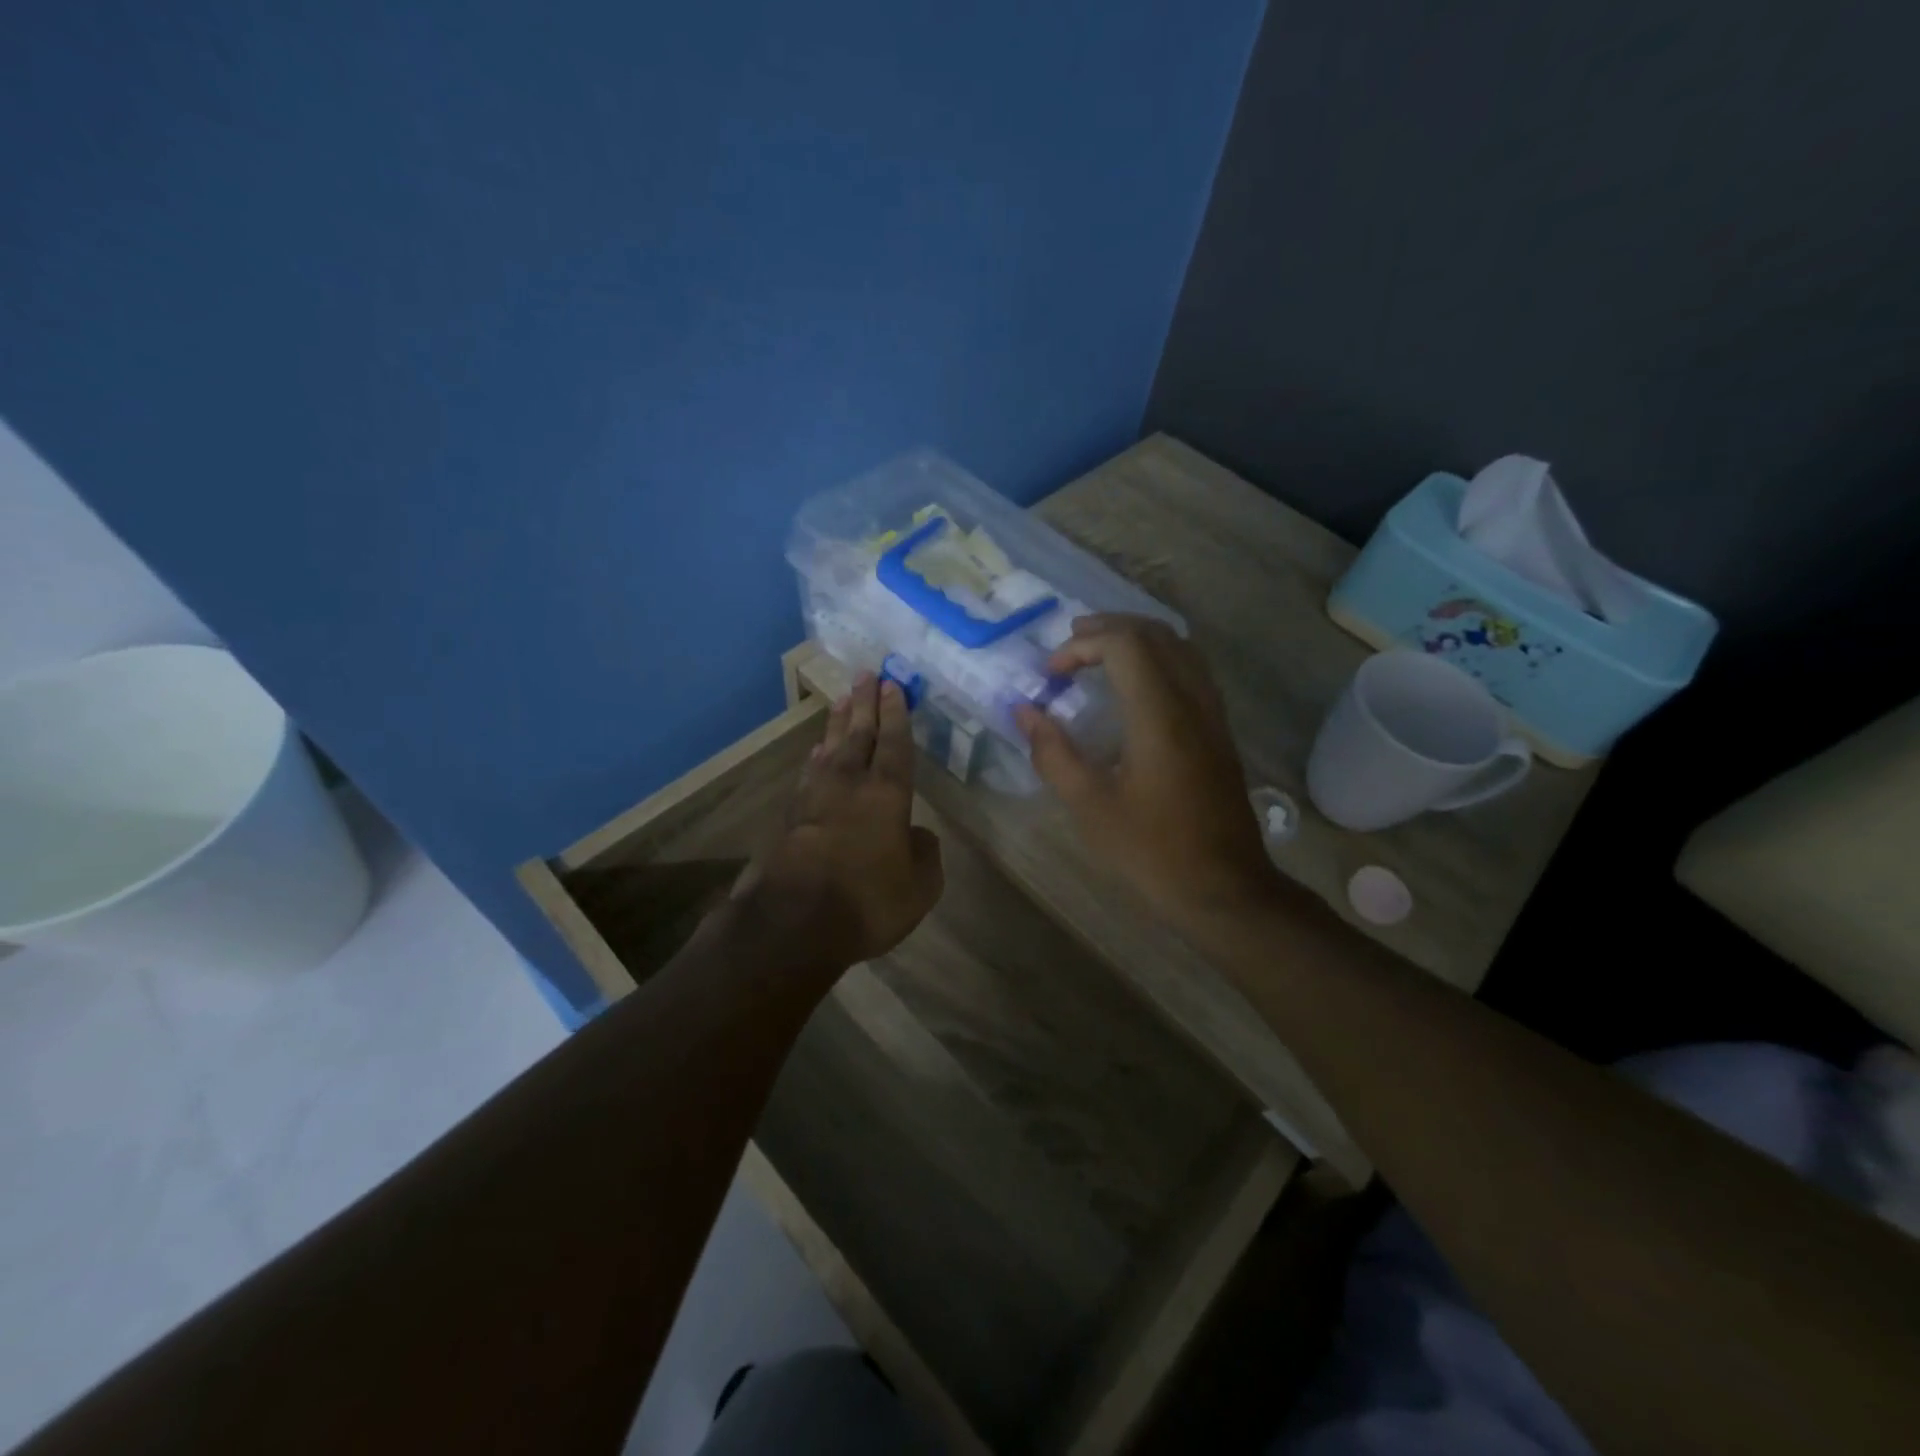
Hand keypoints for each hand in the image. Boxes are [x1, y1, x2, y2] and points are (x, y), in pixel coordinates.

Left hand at [738, 673, 943, 970]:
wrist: (794, 922)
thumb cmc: (868, 901)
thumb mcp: (919, 887)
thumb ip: (925, 855)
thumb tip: (919, 835)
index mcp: (887, 795)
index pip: (894, 744)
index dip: (895, 714)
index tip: (892, 685)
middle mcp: (850, 785)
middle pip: (859, 734)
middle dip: (865, 703)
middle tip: (866, 674)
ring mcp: (815, 798)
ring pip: (830, 748)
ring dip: (838, 723)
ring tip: (842, 701)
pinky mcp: (790, 816)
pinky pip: (809, 774)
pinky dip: (816, 758)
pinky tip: (816, 752)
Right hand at [1014, 615, 1276, 929]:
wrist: (1224, 889)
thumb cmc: (1151, 850)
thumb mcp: (1089, 806)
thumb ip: (1053, 752)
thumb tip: (1025, 711)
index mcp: (1160, 715)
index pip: (1124, 644)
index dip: (1082, 645)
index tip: (1051, 674)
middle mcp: (1192, 701)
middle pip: (1155, 634)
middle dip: (1108, 629)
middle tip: (1069, 645)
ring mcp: (1213, 715)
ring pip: (1180, 647)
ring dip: (1137, 639)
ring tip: (1098, 654)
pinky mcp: (1220, 732)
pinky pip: (1192, 670)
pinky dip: (1159, 658)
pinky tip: (1136, 686)